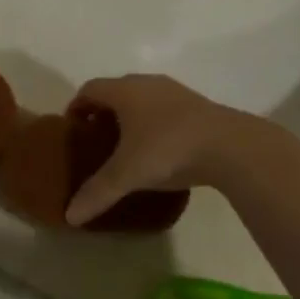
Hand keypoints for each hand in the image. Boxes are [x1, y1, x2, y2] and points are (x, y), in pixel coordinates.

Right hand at [63, 75, 264, 226]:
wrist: (229, 145)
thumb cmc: (167, 149)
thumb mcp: (127, 174)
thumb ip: (97, 193)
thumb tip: (69, 215)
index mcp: (124, 90)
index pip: (89, 89)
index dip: (76, 107)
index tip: (72, 130)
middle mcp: (146, 83)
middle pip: (115, 91)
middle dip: (102, 113)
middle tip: (96, 141)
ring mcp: (174, 91)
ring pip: (142, 98)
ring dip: (130, 117)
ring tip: (127, 146)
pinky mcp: (196, 105)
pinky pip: (163, 108)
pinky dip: (153, 122)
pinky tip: (160, 149)